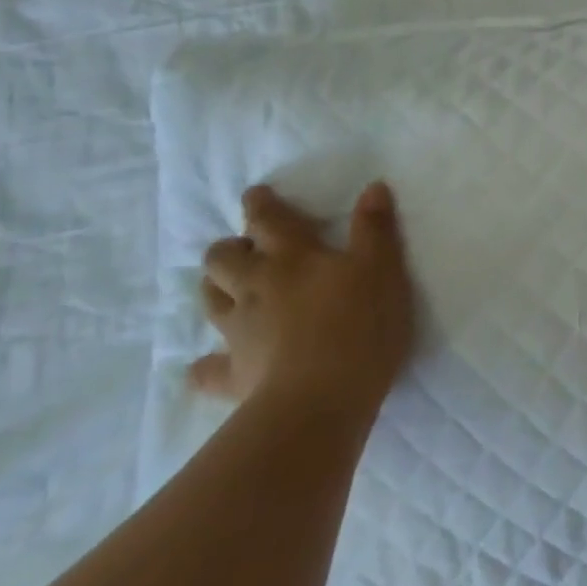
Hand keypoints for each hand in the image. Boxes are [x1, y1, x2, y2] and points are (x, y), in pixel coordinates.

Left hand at [192, 182, 415, 419]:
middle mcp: (257, 288)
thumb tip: (372, 187)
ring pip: (212, 302)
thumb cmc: (360, 323)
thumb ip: (374, 228)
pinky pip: (208, 370)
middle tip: (243, 248)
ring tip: (227, 288)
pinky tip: (205, 368)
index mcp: (293, 258)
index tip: (254, 194)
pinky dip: (205, 366)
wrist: (321, 398)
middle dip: (229, 249)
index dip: (260, 205)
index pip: (268, 221)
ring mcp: (240, 333)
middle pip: (224, 260)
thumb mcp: (382, 268)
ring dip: (215, 289)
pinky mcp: (234, 375)